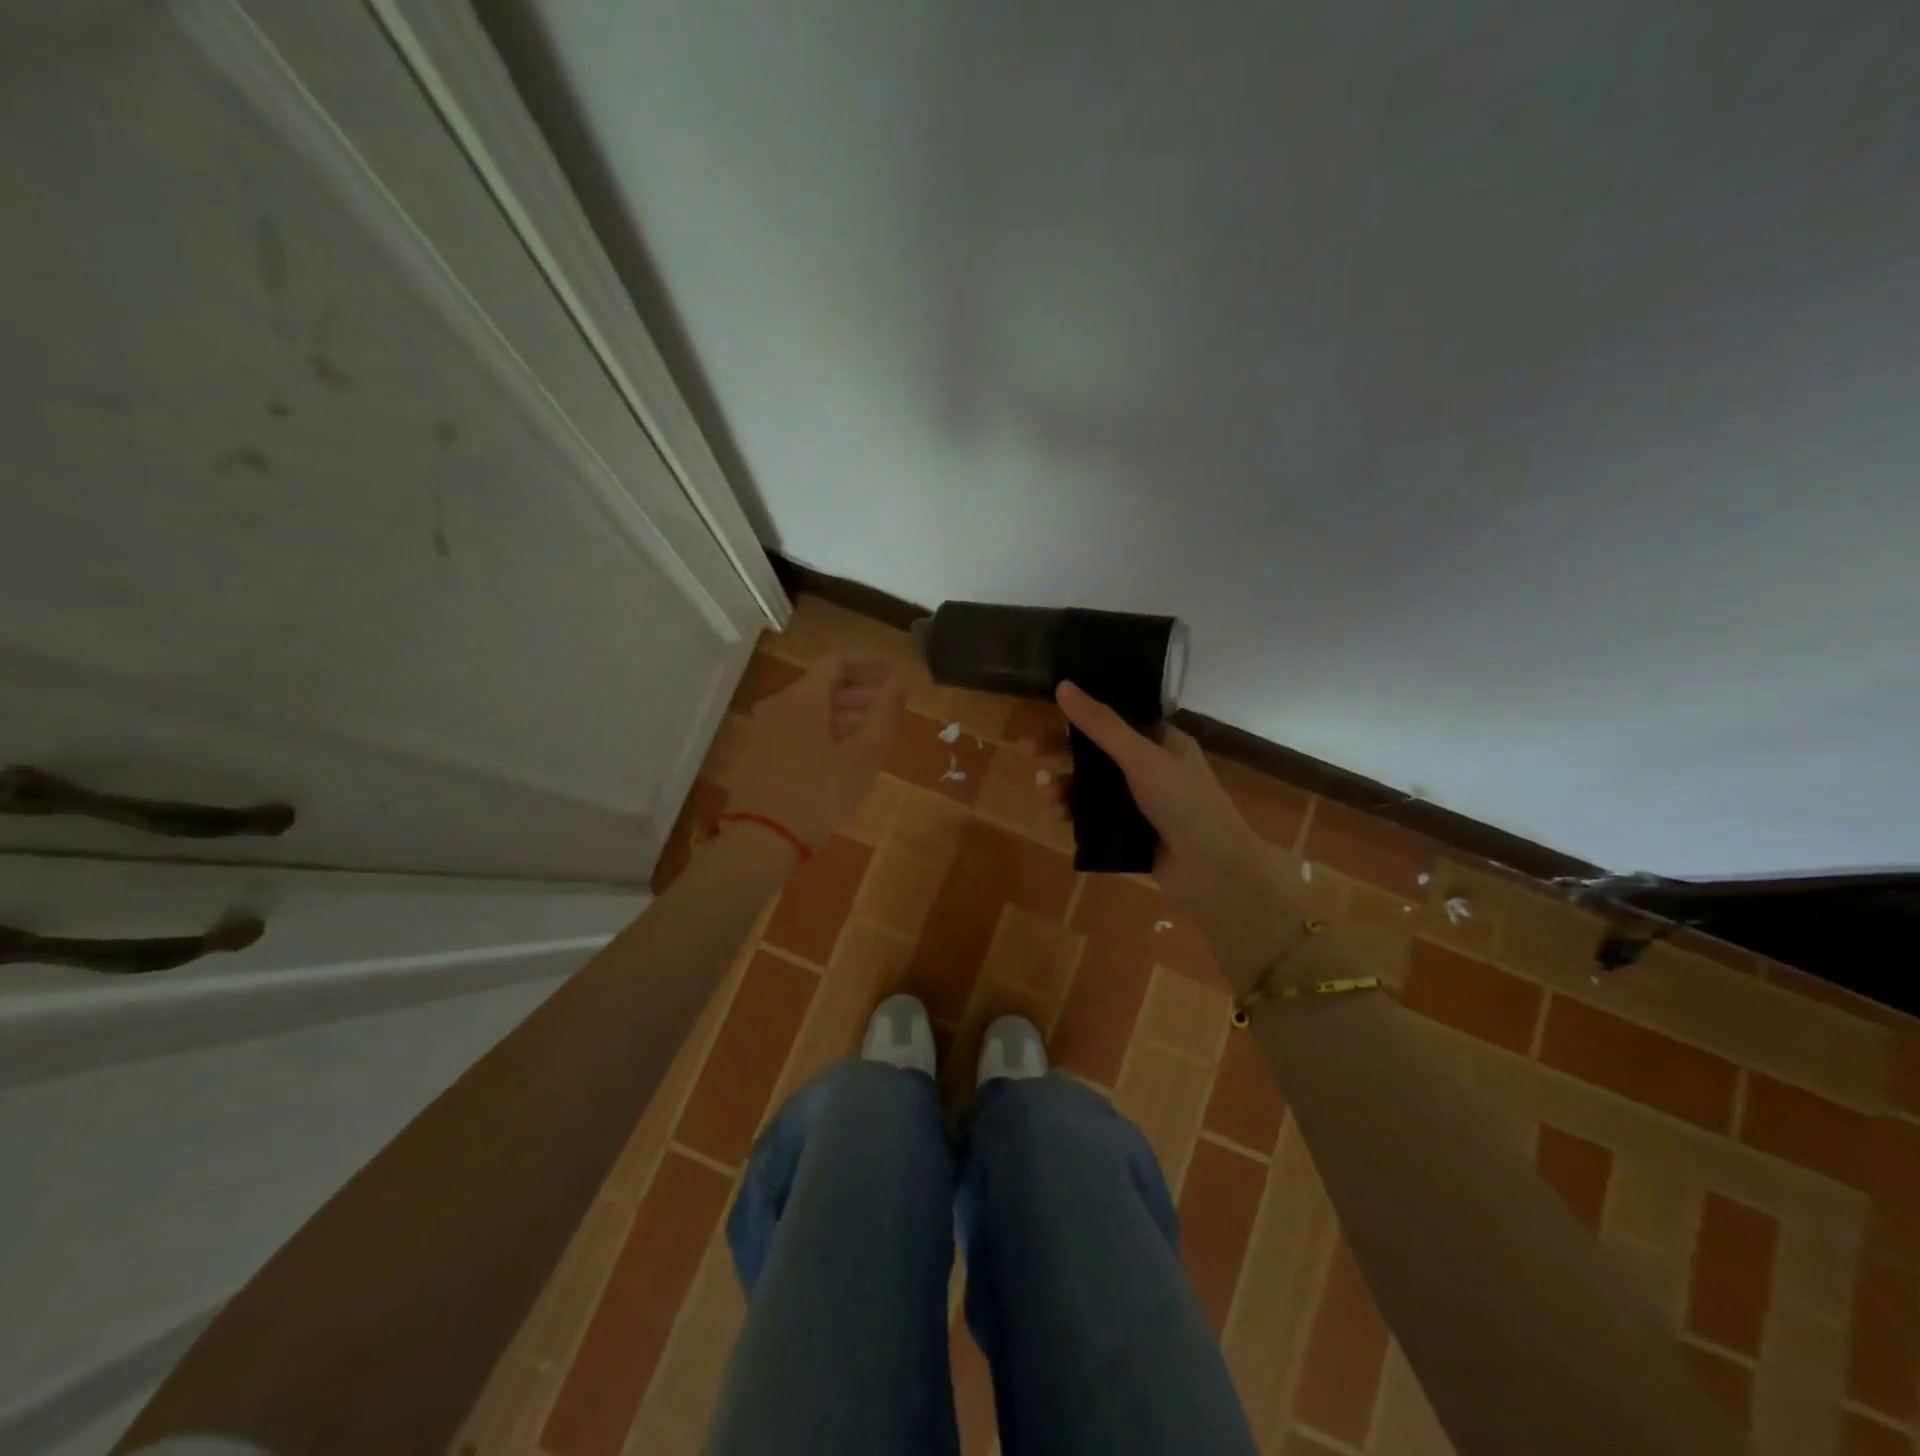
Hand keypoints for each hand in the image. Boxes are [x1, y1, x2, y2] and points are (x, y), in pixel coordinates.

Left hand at [723, 656, 905, 858]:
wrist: (762, 839)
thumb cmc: (820, 793)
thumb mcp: (863, 755)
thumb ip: (884, 714)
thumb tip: (898, 684)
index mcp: (803, 697)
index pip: (838, 662)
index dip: (869, 665)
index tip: (894, 675)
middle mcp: (779, 704)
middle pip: (824, 685)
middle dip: (860, 692)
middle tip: (890, 707)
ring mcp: (765, 729)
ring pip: (810, 708)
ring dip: (843, 713)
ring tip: (872, 733)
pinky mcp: (759, 752)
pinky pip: (797, 727)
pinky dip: (823, 730)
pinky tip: (842, 753)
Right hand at [1054, 682, 1302, 990]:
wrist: (1213, 871)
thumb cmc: (1183, 802)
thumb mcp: (1140, 757)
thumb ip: (1101, 724)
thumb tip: (1063, 686)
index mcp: (1161, 741)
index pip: (1113, 719)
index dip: (1079, 716)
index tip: (1047, 715)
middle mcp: (1150, 767)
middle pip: (1096, 752)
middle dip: (1062, 752)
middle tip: (1026, 751)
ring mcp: (1140, 802)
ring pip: (1091, 786)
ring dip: (1065, 786)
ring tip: (1047, 796)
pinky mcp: (1129, 832)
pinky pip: (1093, 816)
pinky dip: (1074, 812)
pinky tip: (1060, 816)